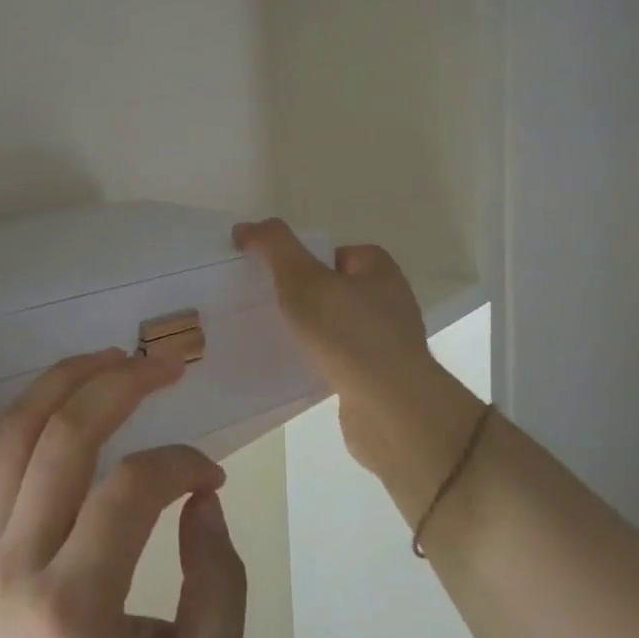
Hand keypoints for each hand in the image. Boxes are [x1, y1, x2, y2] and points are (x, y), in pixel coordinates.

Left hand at [0, 350, 247, 637]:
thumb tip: (201, 498)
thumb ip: (220, 590)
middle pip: (64, 437)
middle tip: (167, 367)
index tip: (210, 476)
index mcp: (76, 606)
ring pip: (18, 431)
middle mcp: (19, 559)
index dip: (179, 464)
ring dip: (67, 379)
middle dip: (121, 385)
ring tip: (115, 357)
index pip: (129, 492)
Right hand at [233, 218, 480, 515]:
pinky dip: (322, 361)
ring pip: (339, 327)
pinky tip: (302, 370)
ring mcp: (389, 344)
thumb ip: (274, 247)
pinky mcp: (381, 380)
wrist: (391, 410)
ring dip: (314, 332)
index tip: (281, 277)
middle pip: (338, 288)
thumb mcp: (302, 278)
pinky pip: (342, 360)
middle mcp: (391, 303)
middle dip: (307, 297)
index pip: (341, 252)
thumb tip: (246, 227)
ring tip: (281, 339)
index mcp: (381, 272)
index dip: (310, 259)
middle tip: (273, 306)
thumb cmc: (348, 333)